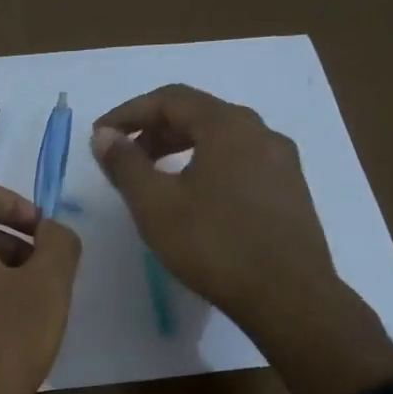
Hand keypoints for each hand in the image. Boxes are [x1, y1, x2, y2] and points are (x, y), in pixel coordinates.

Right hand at [91, 85, 392, 387]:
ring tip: (156, 179)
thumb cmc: (214, 246)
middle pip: (199, 115)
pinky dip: (209, 167)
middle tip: (125, 157)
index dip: (129, 112)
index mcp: (228, 125)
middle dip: (155, 131)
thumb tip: (105, 135)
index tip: (101, 136)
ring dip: (182, 149)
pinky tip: (197, 200)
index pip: (170, 98)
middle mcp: (261, 131)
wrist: (288, 295)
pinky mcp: (291, 190)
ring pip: (223, 140)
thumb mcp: (156, 206)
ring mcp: (282, 161)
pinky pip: (242, 163)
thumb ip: (126, 165)